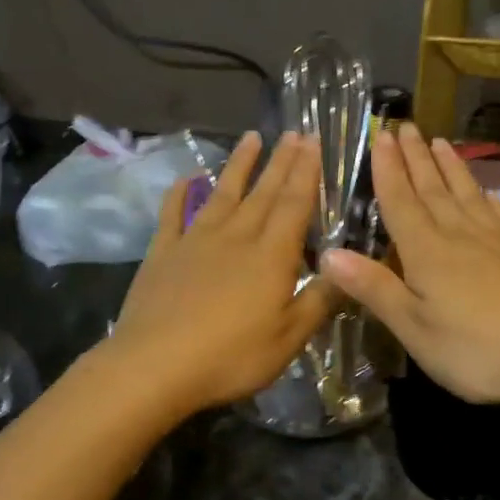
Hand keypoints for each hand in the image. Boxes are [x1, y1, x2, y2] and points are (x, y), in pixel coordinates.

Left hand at [105, 130, 331, 415]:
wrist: (154, 366)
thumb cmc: (231, 357)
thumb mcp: (289, 338)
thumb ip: (319, 300)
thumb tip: (345, 267)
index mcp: (270, 256)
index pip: (294, 204)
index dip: (306, 173)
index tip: (314, 142)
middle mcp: (235, 237)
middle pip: (263, 192)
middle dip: (281, 161)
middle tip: (294, 132)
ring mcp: (195, 241)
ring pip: (223, 194)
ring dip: (239, 165)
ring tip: (252, 138)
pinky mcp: (163, 253)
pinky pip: (173, 214)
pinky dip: (180, 193)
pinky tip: (187, 178)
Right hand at [320, 122, 499, 409]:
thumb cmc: (478, 351)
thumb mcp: (414, 328)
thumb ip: (374, 288)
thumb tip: (328, 253)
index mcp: (427, 251)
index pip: (401, 201)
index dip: (388, 169)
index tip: (381, 136)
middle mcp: (460, 235)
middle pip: (433, 188)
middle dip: (416, 157)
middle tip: (406, 125)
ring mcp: (498, 241)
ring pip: (467, 193)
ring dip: (450, 167)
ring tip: (440, 142)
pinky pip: (499, 213)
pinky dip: (487, 197)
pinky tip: (486, 192)